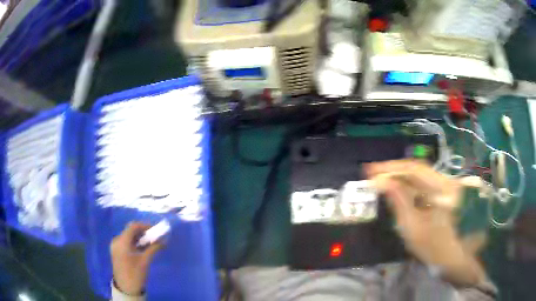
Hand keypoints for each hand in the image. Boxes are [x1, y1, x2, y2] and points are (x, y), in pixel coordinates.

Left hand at [111, 222, 163, 294]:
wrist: (126, 288)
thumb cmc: (136, 273)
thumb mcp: (145, 261)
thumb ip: (154, 248)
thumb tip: (164, 240)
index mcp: (122, 241)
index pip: (133, 226)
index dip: (145, 225)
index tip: (156, 230)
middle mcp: (117, 240)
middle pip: (130, 231)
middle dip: (143, 232)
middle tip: (155, 237)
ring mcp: (116, 246)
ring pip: (129, 237)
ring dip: (139, 238)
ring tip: (151, 243)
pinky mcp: (117, 251)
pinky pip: (126, 243)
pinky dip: (135, 243)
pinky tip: (143, 248)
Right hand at [366, 160, 486, 285]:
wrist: (457, 258)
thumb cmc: (436, 248)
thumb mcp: (414, 229)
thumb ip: (400, 203)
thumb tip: (383, 183)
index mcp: (442, 188)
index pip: (413, 169)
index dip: (390, 168)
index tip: (370, 171)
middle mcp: (446, 181)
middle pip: (417, 170)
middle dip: (393, 171)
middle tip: (372, 175)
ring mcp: (447, 187)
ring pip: (420, 177)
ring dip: (400, 178)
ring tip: (381, 181)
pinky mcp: (445, 194)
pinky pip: (424, 185)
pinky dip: (409, 186)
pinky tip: (398, 190)